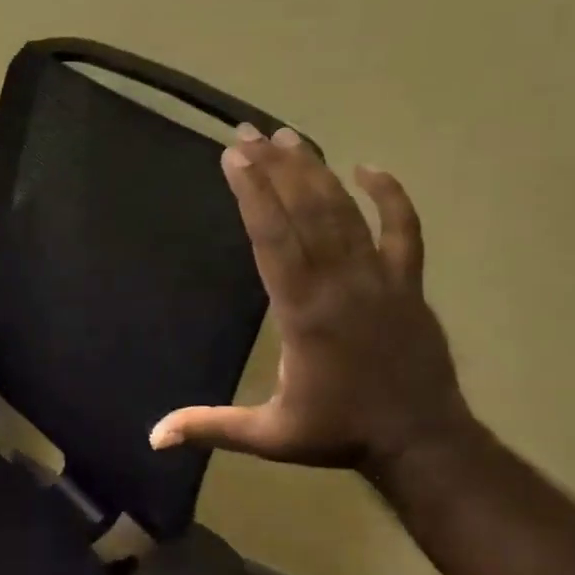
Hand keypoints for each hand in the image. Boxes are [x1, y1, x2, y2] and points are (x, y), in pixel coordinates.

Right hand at [148, 127, 470, 474]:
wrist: (421, 442)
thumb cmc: (339, 434)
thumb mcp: (269, 436)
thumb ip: (210, 428)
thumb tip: (154, 437)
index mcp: (304, 312)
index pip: (273, 239)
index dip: (252, 194)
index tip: (233, 157)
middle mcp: (341, 283)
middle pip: (306, 212)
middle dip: (274, 168)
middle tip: (248, 132)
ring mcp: (380, 279)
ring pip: (346, 213)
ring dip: (316, 172)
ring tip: (289, 137)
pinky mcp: (408, 284)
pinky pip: (404, 230)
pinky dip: (390, 196)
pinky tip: (369, 168)